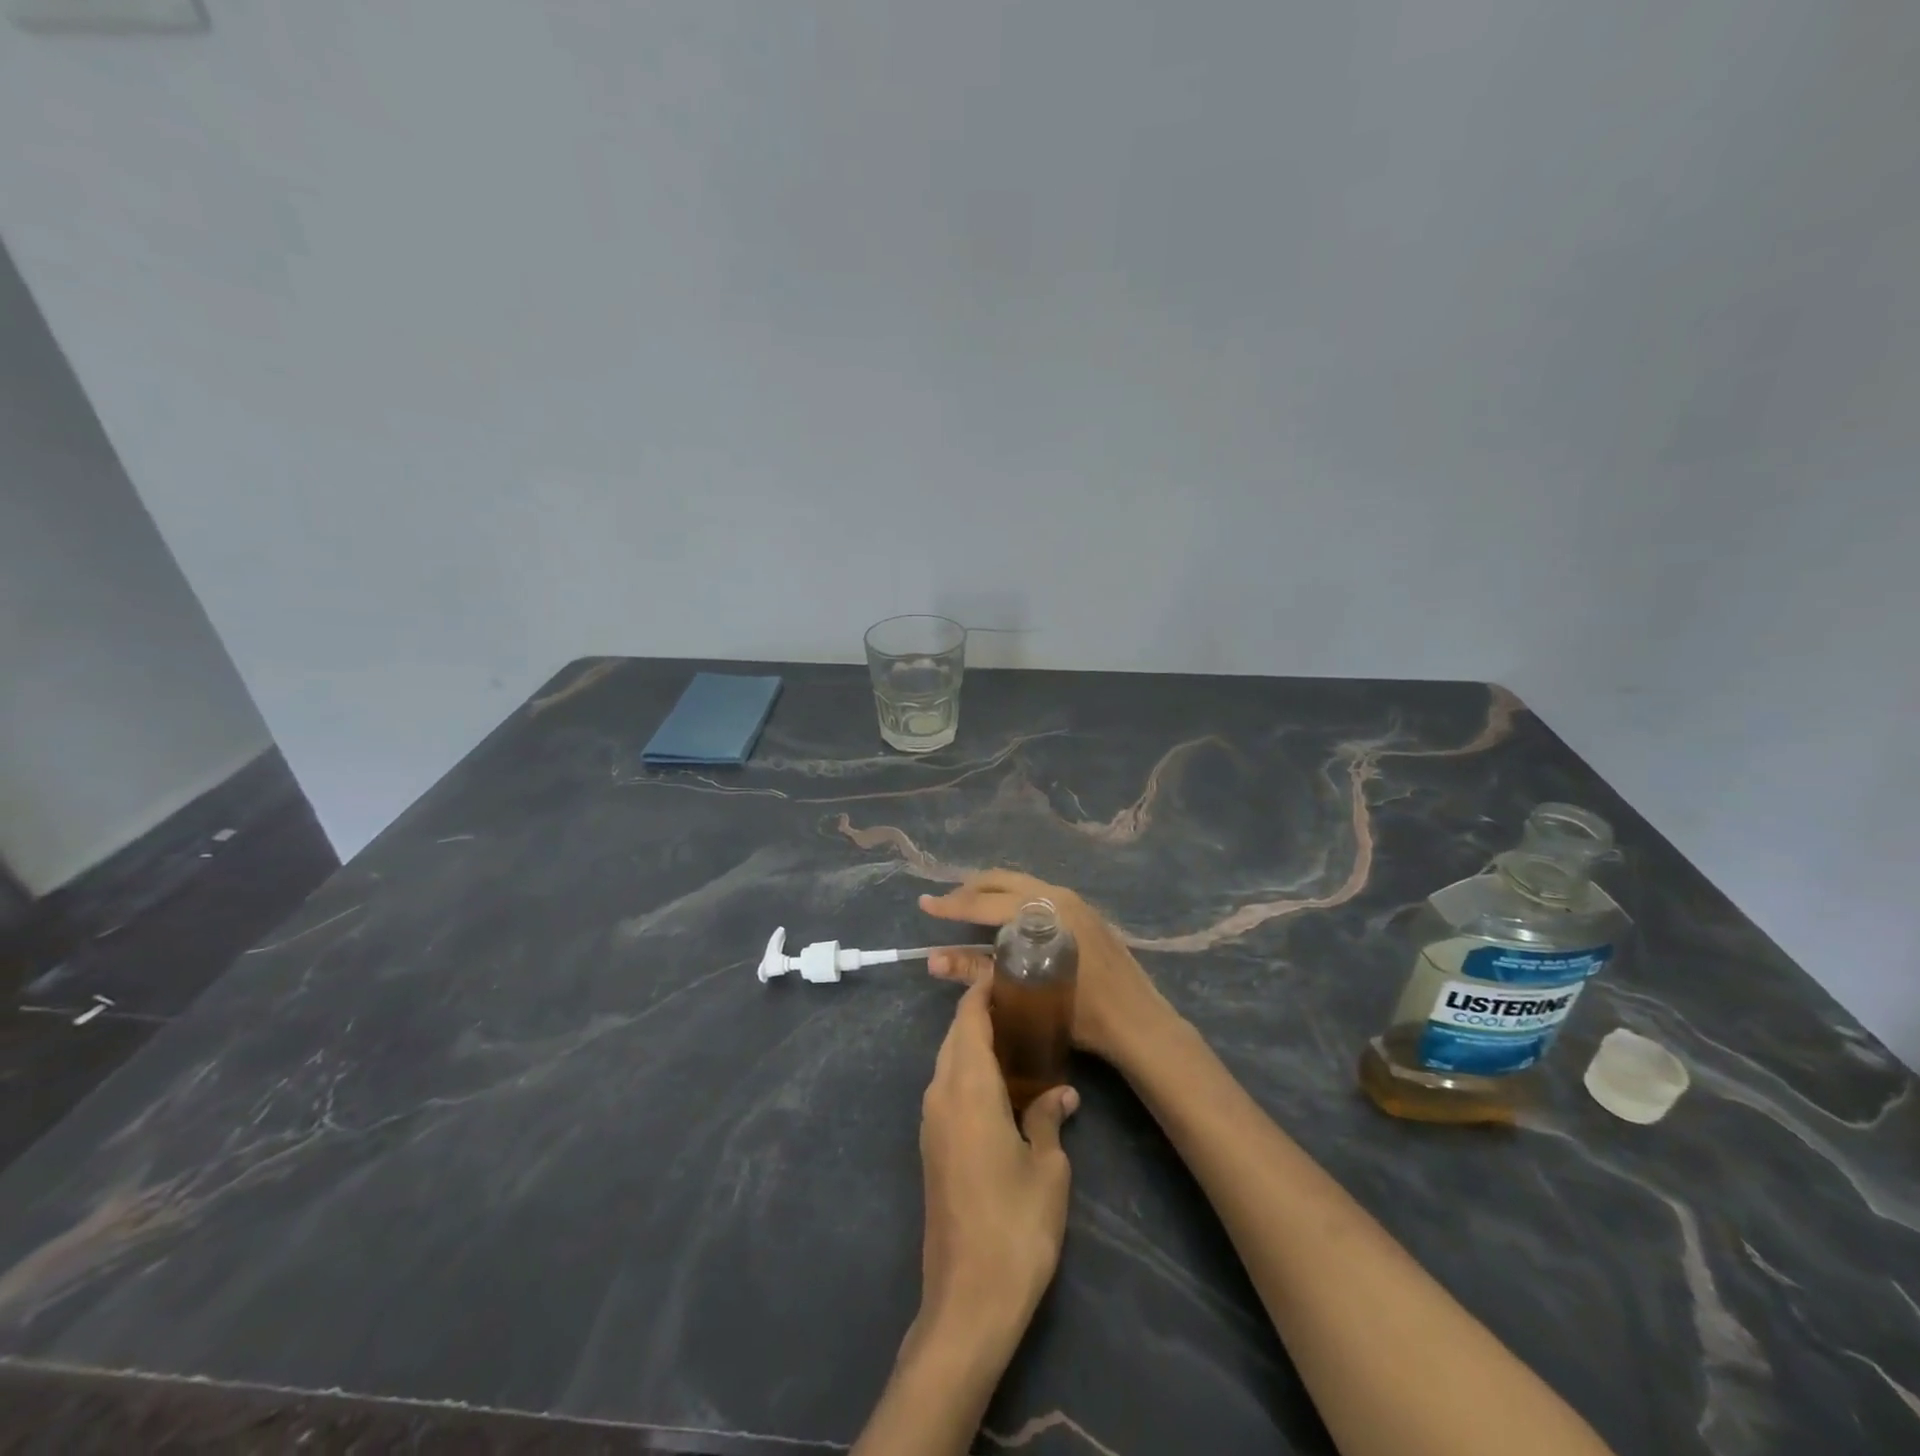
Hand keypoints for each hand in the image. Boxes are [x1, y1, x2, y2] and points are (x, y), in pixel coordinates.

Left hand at [914, 975, 1077, 1354]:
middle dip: (981, 1014)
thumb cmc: (1015, 1225)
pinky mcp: (931, 1147)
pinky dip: (968, 1072)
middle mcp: (940, 1095)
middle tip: (1023, 1005)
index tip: (1009, 975)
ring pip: (948, 1062)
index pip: (968, 1019)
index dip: (983, 991)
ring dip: (974, 1044)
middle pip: (955, 1036)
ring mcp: (931, 1123)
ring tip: (1017, 1040)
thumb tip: (1061, 1093)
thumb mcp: (1047, 1169)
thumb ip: (1048, 1119)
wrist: (967, 1300)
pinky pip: (947, 1089)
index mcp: (967, 1088)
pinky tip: (1000, 1086)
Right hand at [921, 870, 1173, 1063]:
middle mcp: (1056, 896)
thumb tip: (933, 961)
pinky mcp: (1083, 911)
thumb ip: (977, 971)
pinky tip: (1005, 918)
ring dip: (991, 892)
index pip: (984, 903)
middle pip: (1001, 881)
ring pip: (1020, 883)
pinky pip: (1036, 893)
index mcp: (1041, 911)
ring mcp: (1073, 901)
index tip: (925, 904)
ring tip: (969, 908)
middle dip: (969, 890)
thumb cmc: (1082, 1011)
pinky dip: (1012, 898)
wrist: (1138, 1021)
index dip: (951, 905)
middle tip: (945, 905)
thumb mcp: (1024, 991)